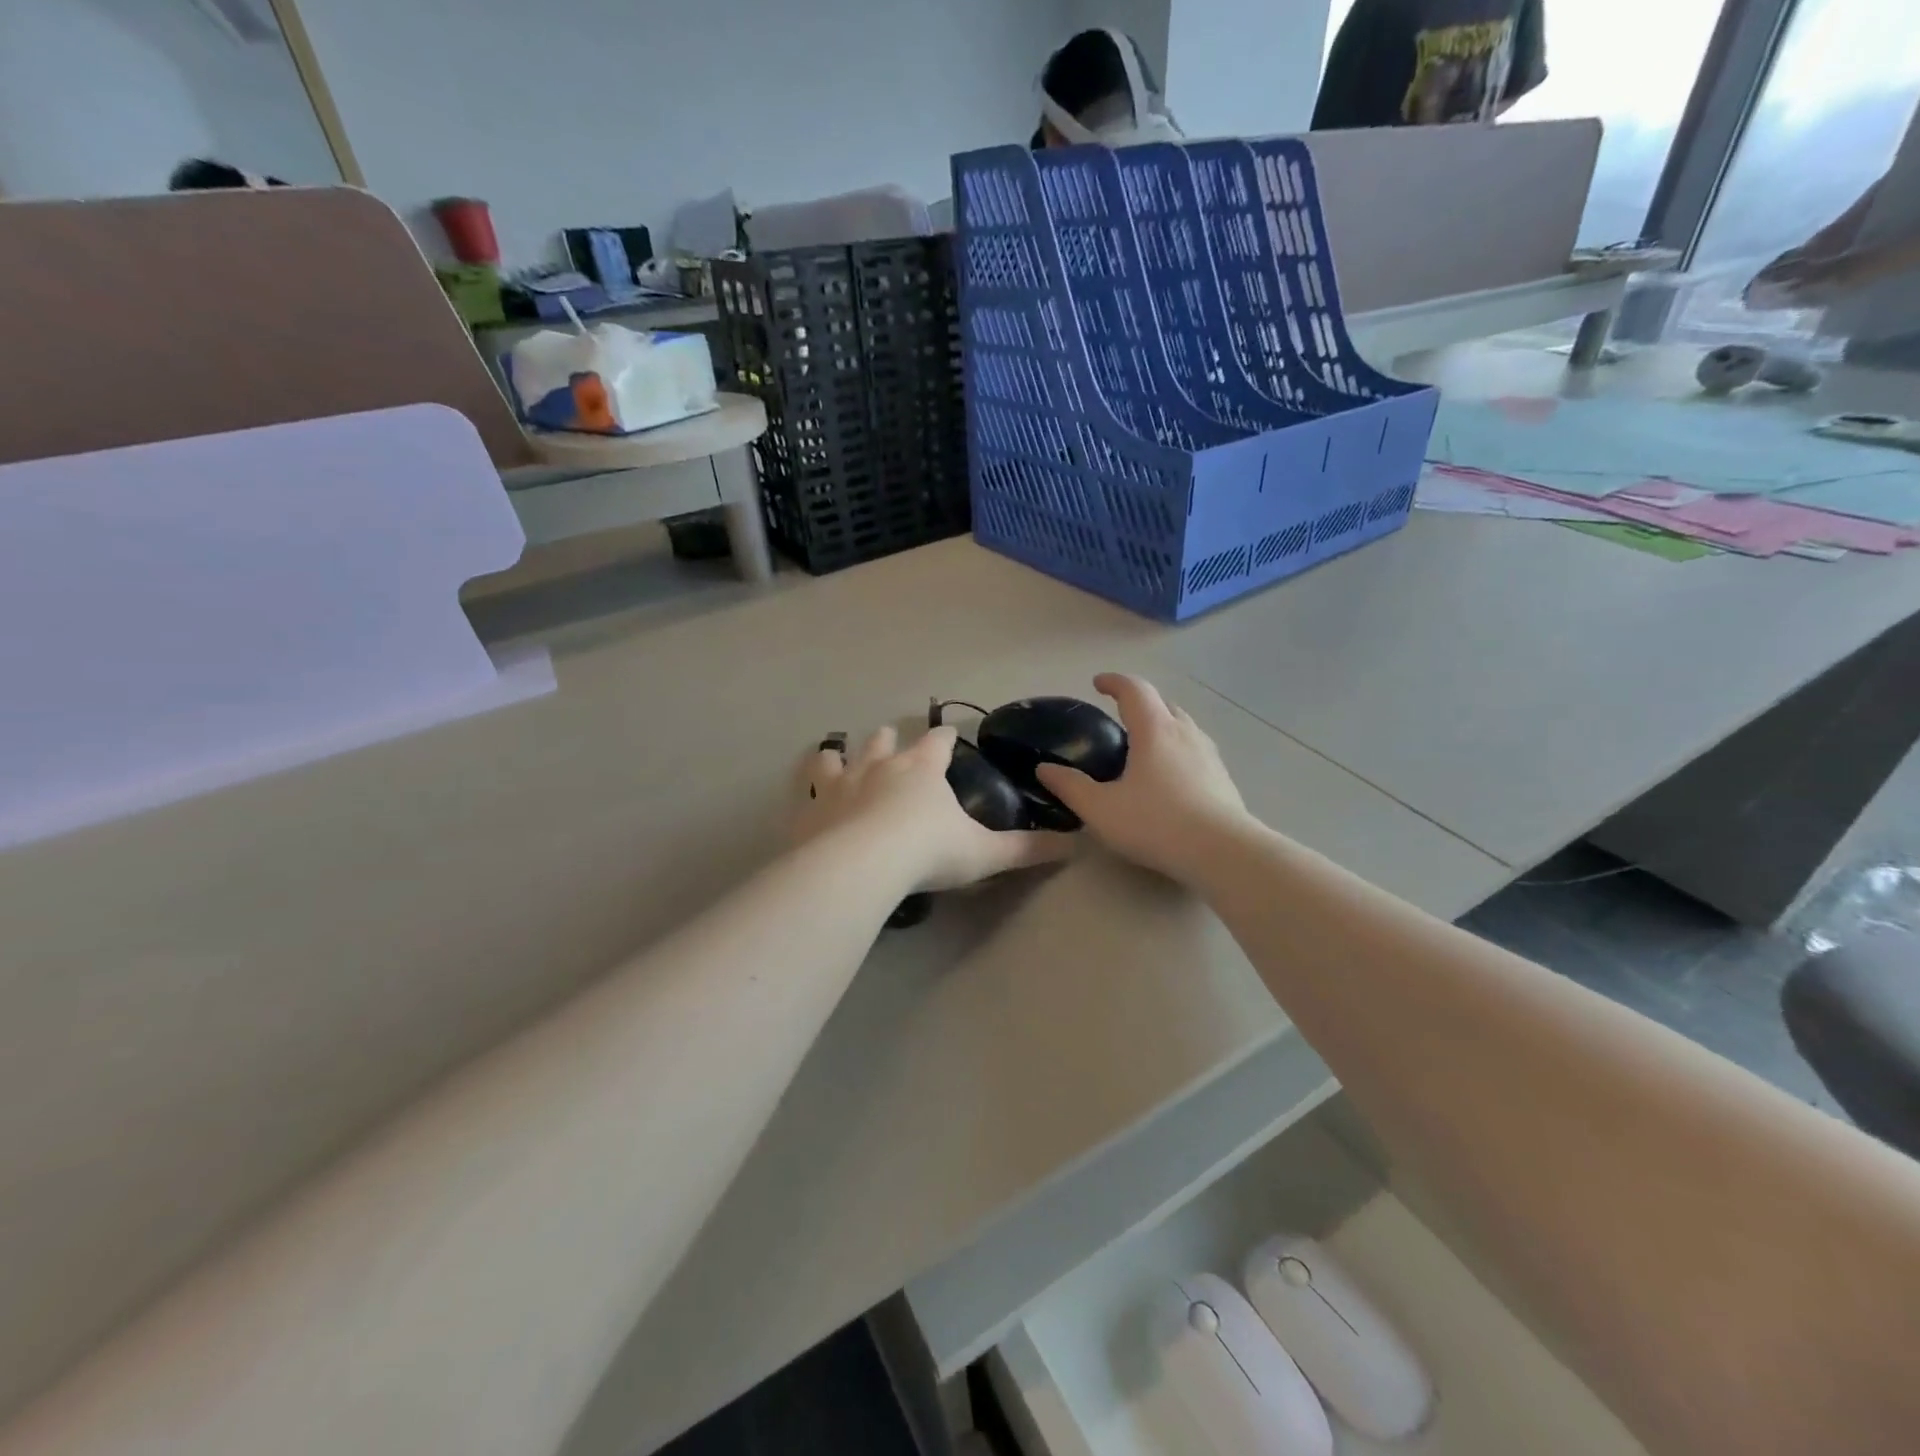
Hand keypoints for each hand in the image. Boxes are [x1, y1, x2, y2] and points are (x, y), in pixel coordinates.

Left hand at [797, 724, 1072, 891]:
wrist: (861, 866)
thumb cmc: (927, 851)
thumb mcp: (984, 853)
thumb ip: (1027, 849)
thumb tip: (1075, 845)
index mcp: (922, 768)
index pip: (938, 741)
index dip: (945, 737)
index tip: (948, 735)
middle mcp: (879, 765)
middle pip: (884, 740)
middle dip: (889, 739)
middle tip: (891, 739)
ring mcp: (840, 783)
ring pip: (840, 756)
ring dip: (842, 754)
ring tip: (837, 753)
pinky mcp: (810, 807)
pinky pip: (806, 788)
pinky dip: (808, 786)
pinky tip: (807, 795)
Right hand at [1035, 673, 1249, 882]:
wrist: (1223, 852)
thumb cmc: (1156, 823)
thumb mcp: (1101, 809)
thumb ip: (1070, 786)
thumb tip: (1044, 768)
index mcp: (1154, 730)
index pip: (1134, 689)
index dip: (1114, 682)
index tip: (1097, 683)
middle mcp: (1185, 733)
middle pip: (1162, 703)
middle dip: (1139, 702)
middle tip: (1119, 716)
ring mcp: (1209, 754)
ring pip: (1183, 726)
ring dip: (1162, 725)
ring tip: (1144, 745)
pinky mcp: (1222, 777)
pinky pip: (1195, 749)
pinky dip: (1177, 749)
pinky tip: (1169, 776)